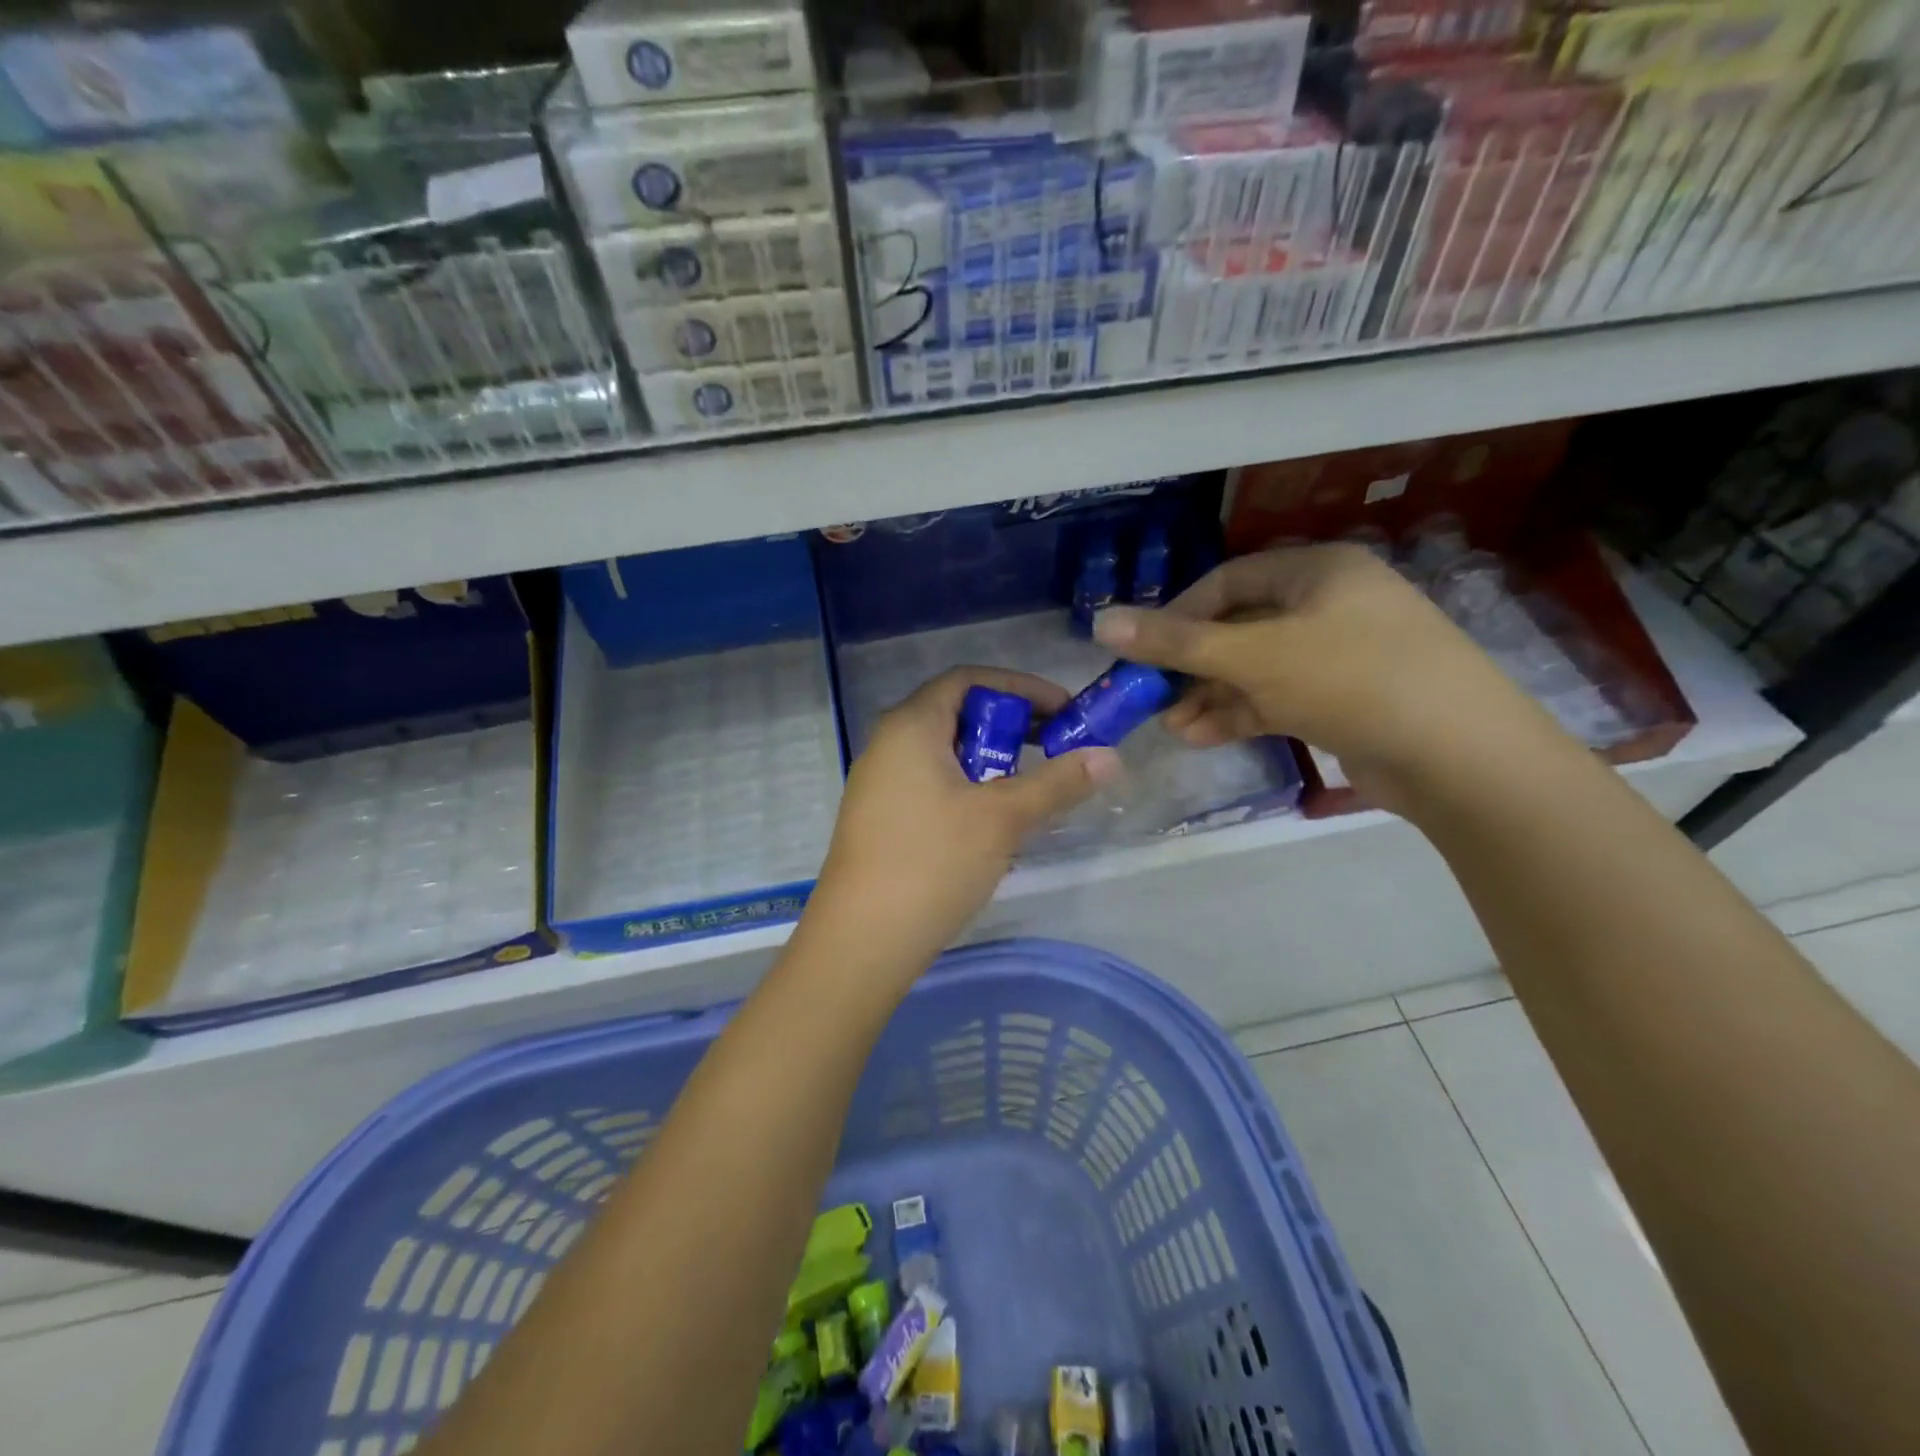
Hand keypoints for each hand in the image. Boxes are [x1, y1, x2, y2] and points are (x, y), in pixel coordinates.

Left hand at [804, 667, 1120, 976]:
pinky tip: (992, 823)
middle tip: (1052, 749)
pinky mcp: (880, 819)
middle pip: (956, 714)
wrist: (862, 941)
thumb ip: (1057, 782)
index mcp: (911, 725)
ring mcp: (879, 783)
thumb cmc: (932, 862)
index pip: (968, 680)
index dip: (1020, 688)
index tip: (1063, 711)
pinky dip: (967, 787)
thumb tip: (1111, 757)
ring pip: (944, 753)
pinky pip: (931, 783)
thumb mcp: (1003, 818)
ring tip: (1028, 790)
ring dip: (990, 761)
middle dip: (1009, 726)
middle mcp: (888, 744)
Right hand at [1093, 544, 1554, 811]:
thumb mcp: (1254, 657)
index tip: (1142, 649)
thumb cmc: (1350, 679)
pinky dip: (1242, 714)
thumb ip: (1176, 642)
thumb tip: (1100, 621)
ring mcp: (1342, 654)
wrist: (1459, 756)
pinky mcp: (1347, 699)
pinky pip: (1280, 697)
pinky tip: (1204, 737)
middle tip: (1151, 696)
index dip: (1178, 613)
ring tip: (1172, 726)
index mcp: (1318, 571)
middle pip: (1240, 627)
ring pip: (1257, 668)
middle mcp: (1331, 604)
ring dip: (1211, 695)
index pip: (1228, 581)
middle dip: (1192, 665)